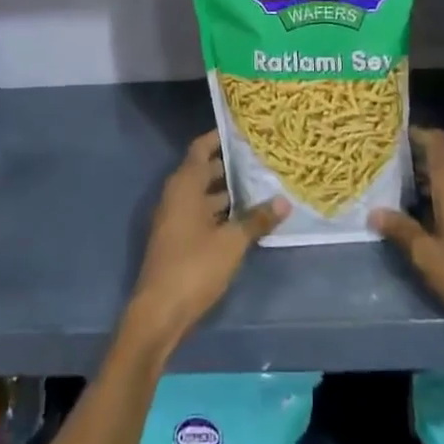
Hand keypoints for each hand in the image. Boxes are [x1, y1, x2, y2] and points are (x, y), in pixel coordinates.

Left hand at [126, 131, 287, 352]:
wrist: (159, 313)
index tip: (242, 130)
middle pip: (202, 170)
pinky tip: (242, 219)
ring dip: (225, 191)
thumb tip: (284, 201)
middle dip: (228, 164)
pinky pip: (199, 214)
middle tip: (259, 158)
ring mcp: (174, 219)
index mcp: (184, 186)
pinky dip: (218, 211)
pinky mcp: (176, 240)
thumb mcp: (232, 243)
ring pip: (202, 194)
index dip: (219, 137)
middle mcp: (176, 196)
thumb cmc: (194, 267)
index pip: (200, 148)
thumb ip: (256, 220)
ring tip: (258, 186)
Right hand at [372, 127, 443, 334]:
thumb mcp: (427, 255)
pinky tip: (432, 220)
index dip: (417, 134)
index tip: (395, 137)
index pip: (437, 142)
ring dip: (432, 184)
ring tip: (404, 196)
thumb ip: (401, 230)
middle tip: (390, 171)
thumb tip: (374, 212)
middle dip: (418, 163)